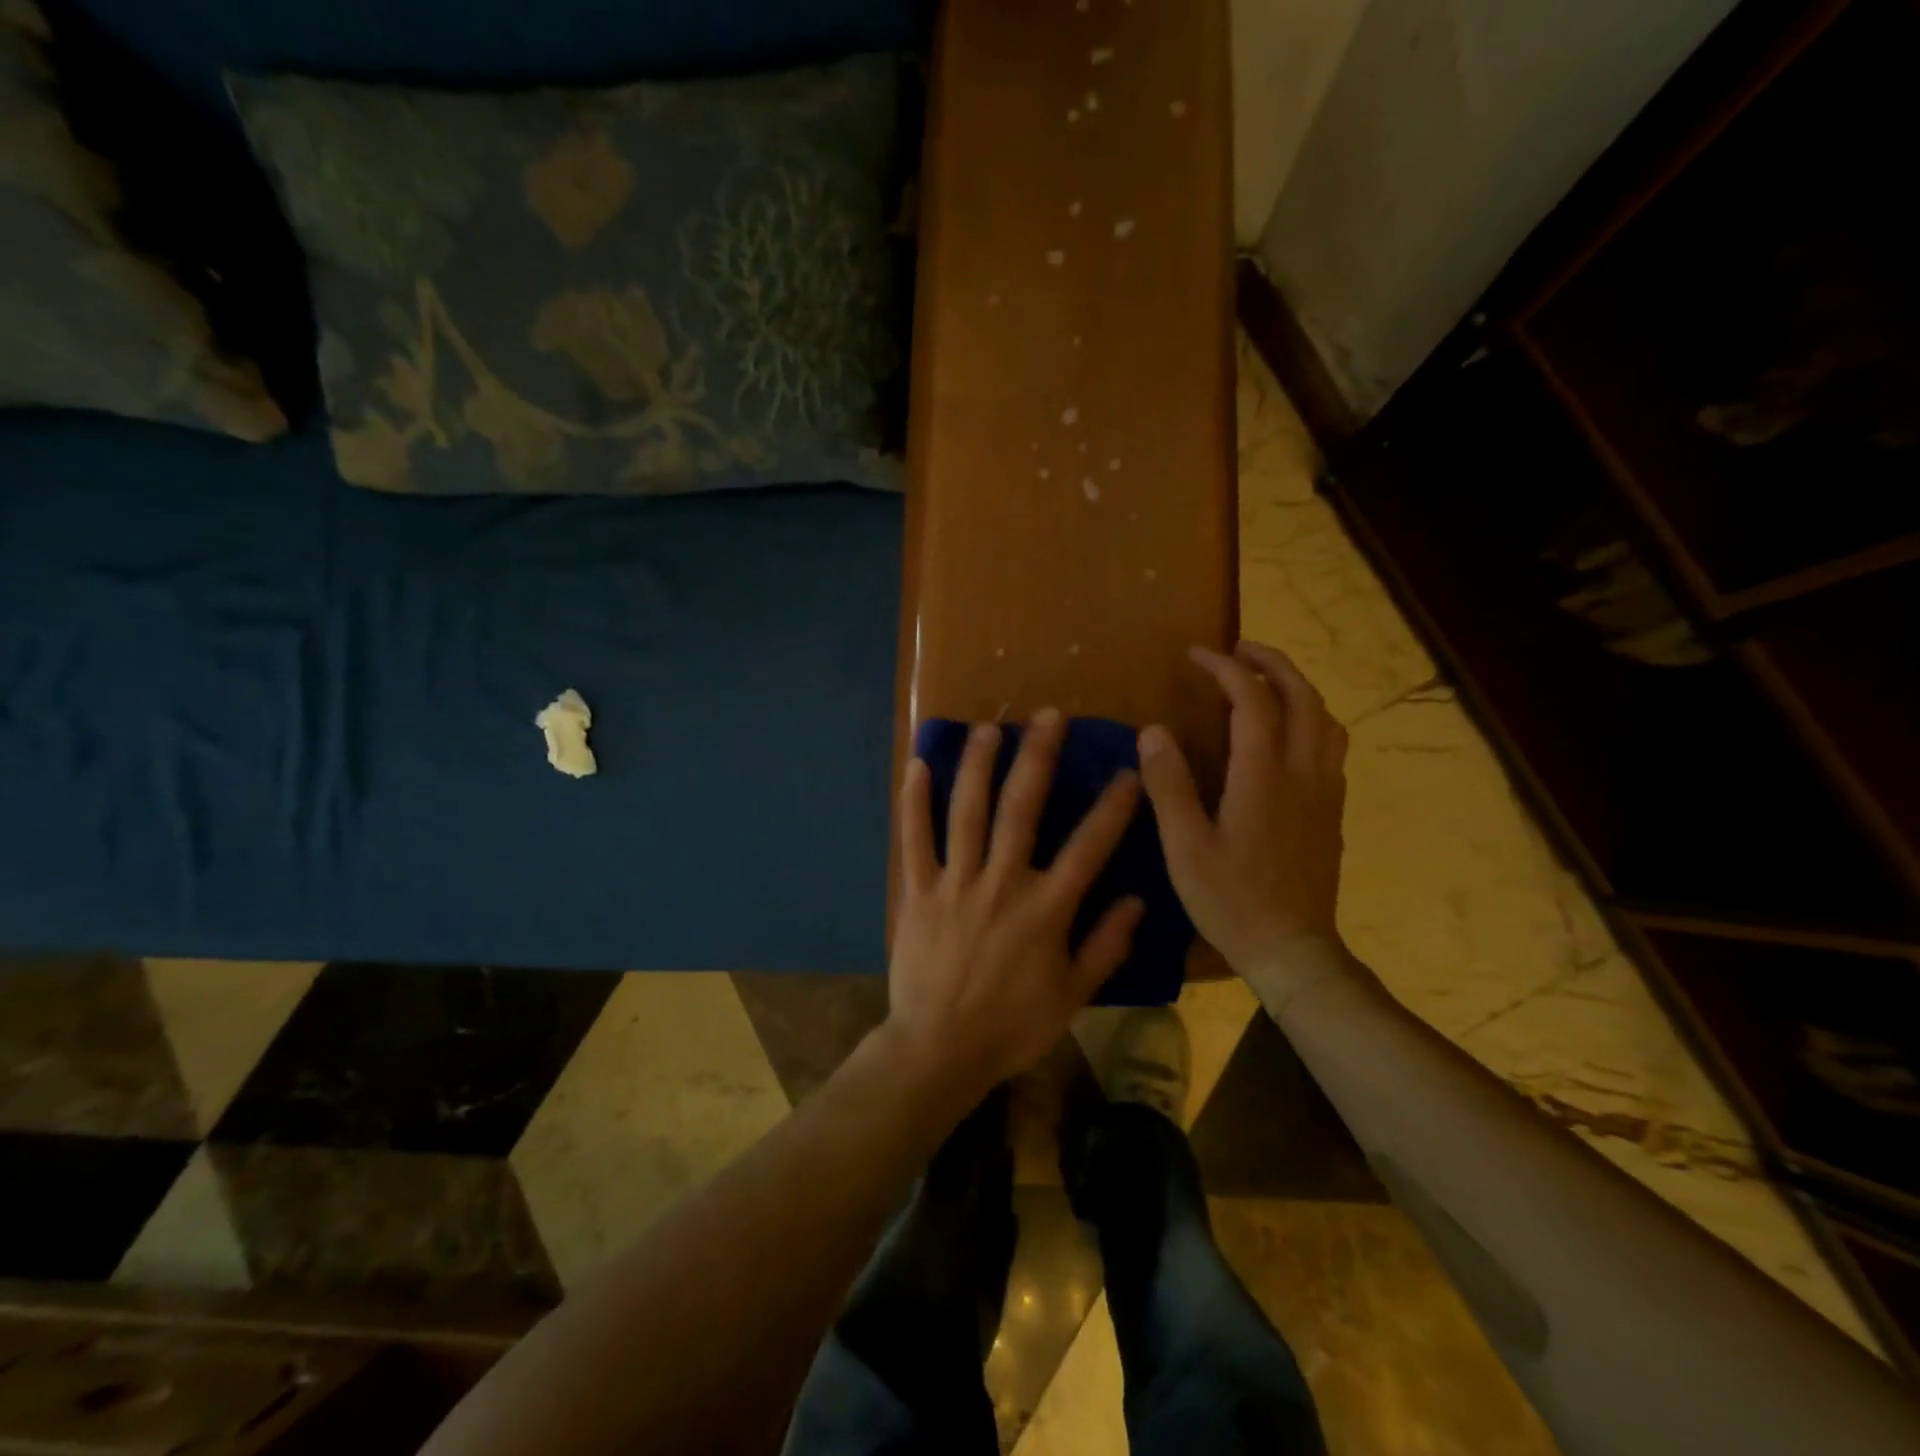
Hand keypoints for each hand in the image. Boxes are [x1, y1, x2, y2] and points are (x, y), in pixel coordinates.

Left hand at [886, 708, 1144, 1099]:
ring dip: (978, 765)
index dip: (1112, 806)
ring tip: (989, 727)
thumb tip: (1138, 899)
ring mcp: (955, 884)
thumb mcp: (1073, 996)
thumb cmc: (1012, 1026)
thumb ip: (1106, 946)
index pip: (1088, 847)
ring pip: (966, 812)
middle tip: (1047, 716)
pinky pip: (914, 840)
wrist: (940, 1050)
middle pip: (1021, 809)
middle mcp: (1001, 883)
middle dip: (1037, 758)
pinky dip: (914, 802)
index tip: (1128, 770)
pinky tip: (916, 765)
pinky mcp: (917, 892)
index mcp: (1045, 909)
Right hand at [1137, 641, 1349, 990]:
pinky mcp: (1333, 810)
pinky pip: (1331, 744)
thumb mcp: (1185, 846)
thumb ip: (1169, 785)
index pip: (1253, 699)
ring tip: (1265, 681)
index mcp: (1264, 776)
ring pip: (1326, 718)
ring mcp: (1326, 791)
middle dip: (1272, 662)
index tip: (1197, 655)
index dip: (1225, 668)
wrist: (1293, 949)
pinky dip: (1310, 718)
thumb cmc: (1231, 900)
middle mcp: (1304, 772)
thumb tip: (1154, 731)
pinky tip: (1287, 733)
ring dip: (1297, 687)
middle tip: (1238, 650)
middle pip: (1302, 696)